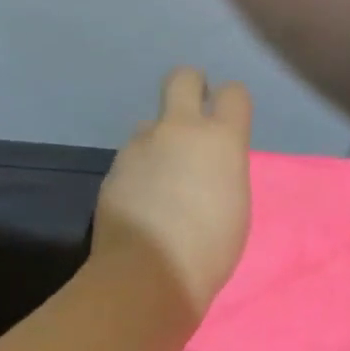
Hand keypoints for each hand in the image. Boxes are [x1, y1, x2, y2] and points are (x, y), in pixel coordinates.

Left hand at [92, 68, 253, 327]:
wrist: (151, 271)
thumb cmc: (211, 248)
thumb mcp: (236, 206)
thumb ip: (223, 171)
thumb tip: (206, 165)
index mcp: (221, 140)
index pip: (234, 94)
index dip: (233, 103)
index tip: (231, 121)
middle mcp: (179, 130)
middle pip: (182, 79)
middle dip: (191, 88)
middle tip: (194, 118)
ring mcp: (140, 146)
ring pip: (152, 125)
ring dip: (161, 142)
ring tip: (165, 181)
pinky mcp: (114, 168)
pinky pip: (133, 157)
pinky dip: (141, 171)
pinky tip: (144, 203)